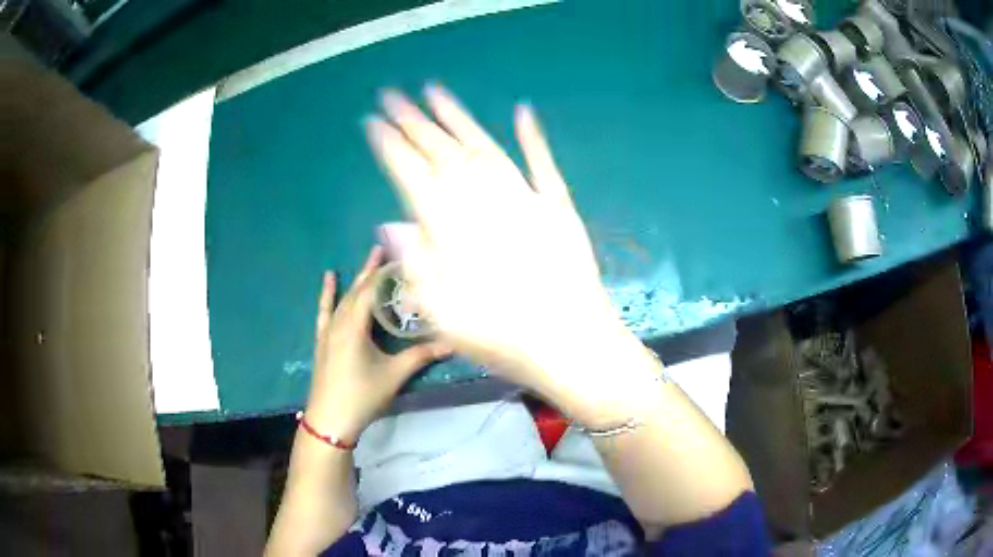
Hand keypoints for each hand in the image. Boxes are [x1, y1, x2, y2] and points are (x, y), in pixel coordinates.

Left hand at [305, 246, 449, 441]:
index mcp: (355, 326)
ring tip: (368, 260)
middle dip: (372, 270)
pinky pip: (325, 311)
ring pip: (344, 298)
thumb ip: (420, 356)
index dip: (386, 273)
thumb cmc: (361, 395)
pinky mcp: (322, 340)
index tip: (400, 257)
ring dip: (357, 279)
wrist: (329, 419)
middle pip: (358, 290)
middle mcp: (340, 321)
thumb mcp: (393, 375)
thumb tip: (451, 344)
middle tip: (385, 250)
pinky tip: (328, 280)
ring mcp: (328, 330)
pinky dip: (327, 294)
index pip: (372, 291)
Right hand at [365, 85, 636, 405]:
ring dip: (459, 118)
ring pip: (484, 146)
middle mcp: (484, 201)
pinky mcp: (557, 206)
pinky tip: (521, 110)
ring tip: (436, 92)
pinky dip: (532, 136)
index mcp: (450, 227)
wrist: (569, 344)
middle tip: (393, 96)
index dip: (390, 146)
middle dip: (414, 122)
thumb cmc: (501, 338)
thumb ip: (414, 263)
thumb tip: (390, 224)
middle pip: (442, 152)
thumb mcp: (442, 314)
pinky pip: (542, 163)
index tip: (373, 123)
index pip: (410, 173)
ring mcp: (525, 198)